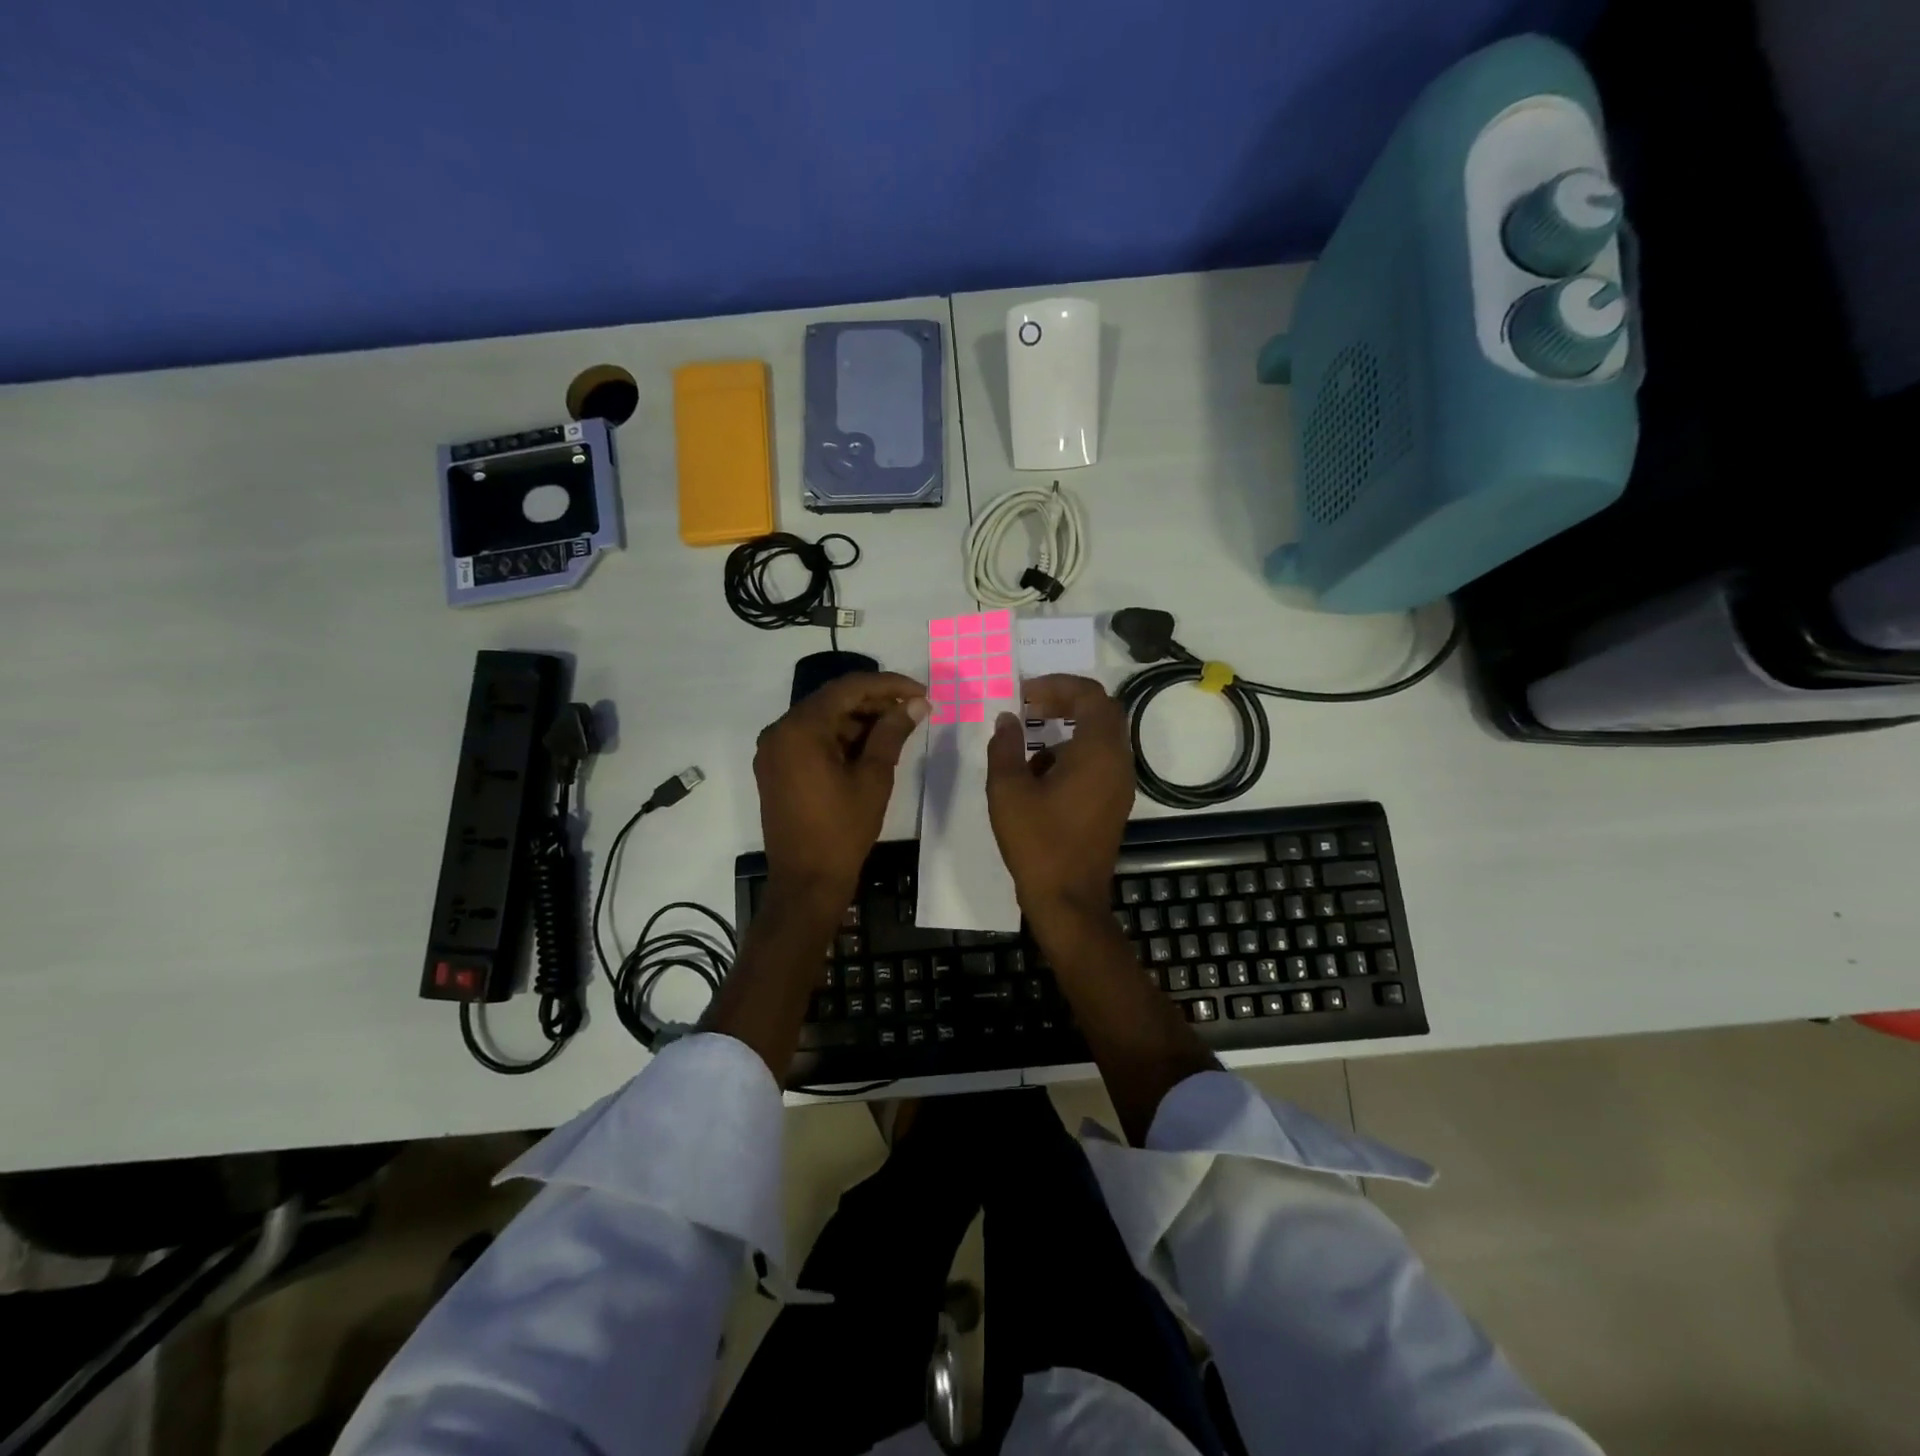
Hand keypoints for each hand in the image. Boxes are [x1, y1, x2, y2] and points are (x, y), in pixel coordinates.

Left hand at [754, 672, 927, 910]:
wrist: (807, 882)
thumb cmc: (843, 830)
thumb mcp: (874, 778)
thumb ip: (892, 733)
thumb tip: (916, 704)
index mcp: (800, 729)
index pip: (848, 689)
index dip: (888, 686)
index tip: (920, 693)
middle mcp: (779, 731)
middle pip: (833, 701)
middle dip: (874, 702)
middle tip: (912, 711)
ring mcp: (774, 750)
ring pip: (822, 719)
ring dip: (858, 720)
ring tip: (897, 729)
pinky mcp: (776, 768)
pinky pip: (811, 739)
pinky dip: (840, 738)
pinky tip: (870, 746)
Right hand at [986, 674, 1134, 926]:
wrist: (1068, 900)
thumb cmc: (1037, 842)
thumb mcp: (1008, 791)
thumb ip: (1005, 747)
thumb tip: (1007, 719)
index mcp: (1097, 752)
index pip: (1090, 695)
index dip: (1058, 685)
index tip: (1025, 694)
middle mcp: (1118, 763)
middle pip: (1101, 712)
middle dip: (1064, 702)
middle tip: (1030, 706)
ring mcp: (1120, 785)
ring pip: (1100, 739)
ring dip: (1067, 731)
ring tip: (1028, 746)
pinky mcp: (1114, 804)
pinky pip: (1098, 763)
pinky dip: (1072, 755)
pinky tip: (1040, 779)